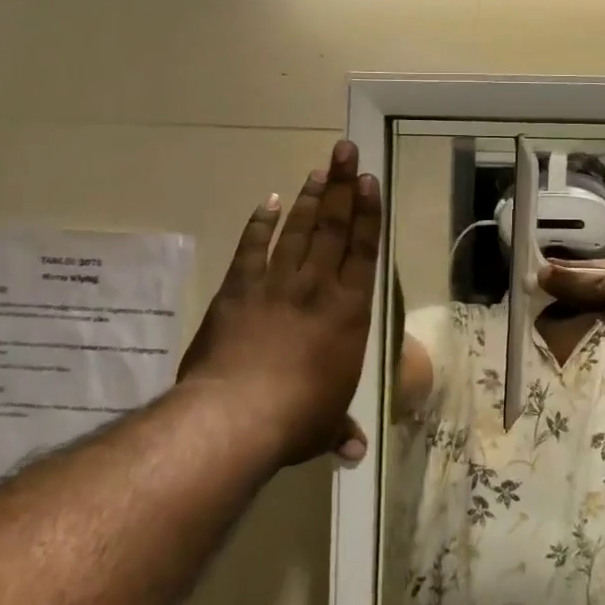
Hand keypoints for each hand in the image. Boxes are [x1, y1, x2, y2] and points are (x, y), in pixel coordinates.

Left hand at [178, 140, 381, 466]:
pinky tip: (269, 201)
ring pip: (298, 230)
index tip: (369, 181)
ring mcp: (275, 284)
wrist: (236, 416)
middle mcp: (317, 287)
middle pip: (333, 227)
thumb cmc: (296, 419)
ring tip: (319, 168)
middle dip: (341, 186)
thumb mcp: (324, 426)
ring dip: (309, 197)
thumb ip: (339, 430)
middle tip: (346, 151)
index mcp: (349, 312)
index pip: (363, 251)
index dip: (367, 214)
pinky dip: (260, 224)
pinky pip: (252, 248)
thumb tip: (354, 452)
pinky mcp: (238, 290)